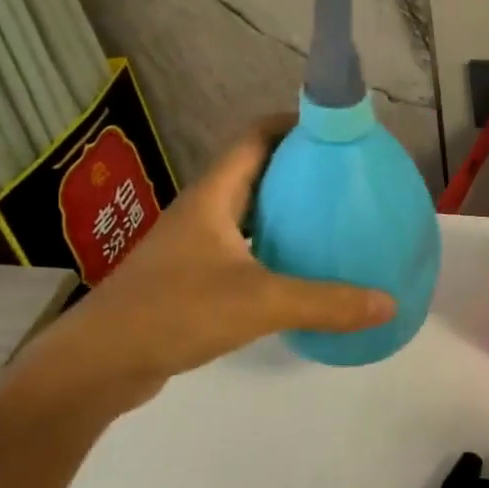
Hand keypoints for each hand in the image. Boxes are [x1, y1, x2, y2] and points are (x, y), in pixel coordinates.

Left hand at [23, 116, 394, 407]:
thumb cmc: (175, 312)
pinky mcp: (192, 278)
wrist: (98, 364)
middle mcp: (203, 212)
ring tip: (333, 218)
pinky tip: (301, 270)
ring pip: (249, 212)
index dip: (293, 123)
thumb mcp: (261, 303)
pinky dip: (274, 248)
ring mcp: (194, 246)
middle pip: (256, 171)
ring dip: (286, 209)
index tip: (336, 131)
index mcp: (214, 197)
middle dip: (299, 167)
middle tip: (347, 178)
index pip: (255, 137)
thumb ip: (327, 303)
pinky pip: (243, 248)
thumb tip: (389, 303)